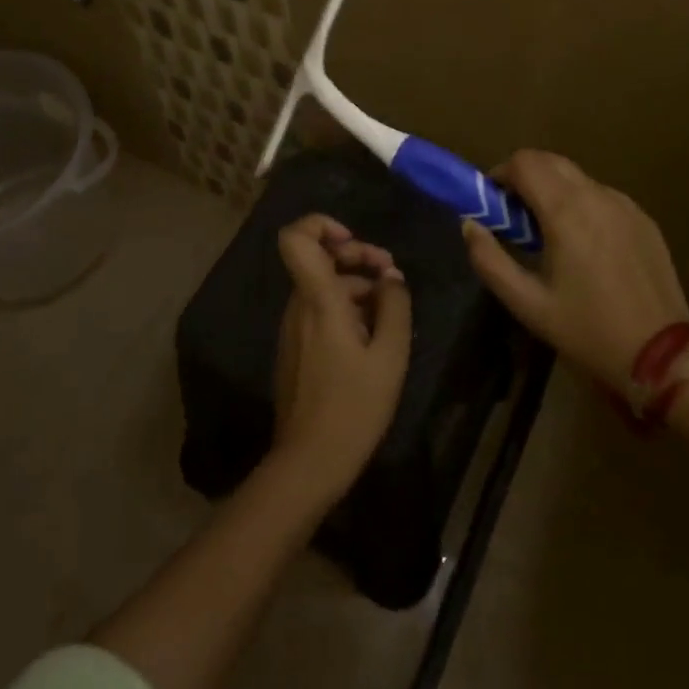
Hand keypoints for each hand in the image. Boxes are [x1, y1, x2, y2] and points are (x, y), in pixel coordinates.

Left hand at [270, 215, 412, 501]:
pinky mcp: (296, 348)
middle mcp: (299, 306)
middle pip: (319, 258)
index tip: (354, 241)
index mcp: (317, 300)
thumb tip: (391, 278)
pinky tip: (374, 335)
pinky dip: (346, 309)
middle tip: (390, 274)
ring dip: (357, 285)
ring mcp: (293, 328)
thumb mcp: (390, 356)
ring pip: (323, 285)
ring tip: (391, 310)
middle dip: (357, 256)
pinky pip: (320, 310)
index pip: (295, 238)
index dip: (321, 225)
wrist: (309, 462)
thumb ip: (395, 307)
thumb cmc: (353, 407)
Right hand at [463, 150, 688, 390]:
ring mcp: (624, 204)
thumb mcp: (527, 303)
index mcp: (566, 211)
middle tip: (516, 218)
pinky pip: (601, 195)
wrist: (662, 354)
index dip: (500, 175)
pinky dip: (581, 204)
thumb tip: (469, 224)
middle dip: (525, 178)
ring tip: (549, 235)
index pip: (524, 162)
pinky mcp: (643, 218)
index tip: (493, 205)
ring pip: (576, 177)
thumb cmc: (587, 330)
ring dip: (553, 190)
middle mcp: (596, 195)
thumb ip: (489, 259)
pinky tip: (585, 245)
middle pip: (549, 160)